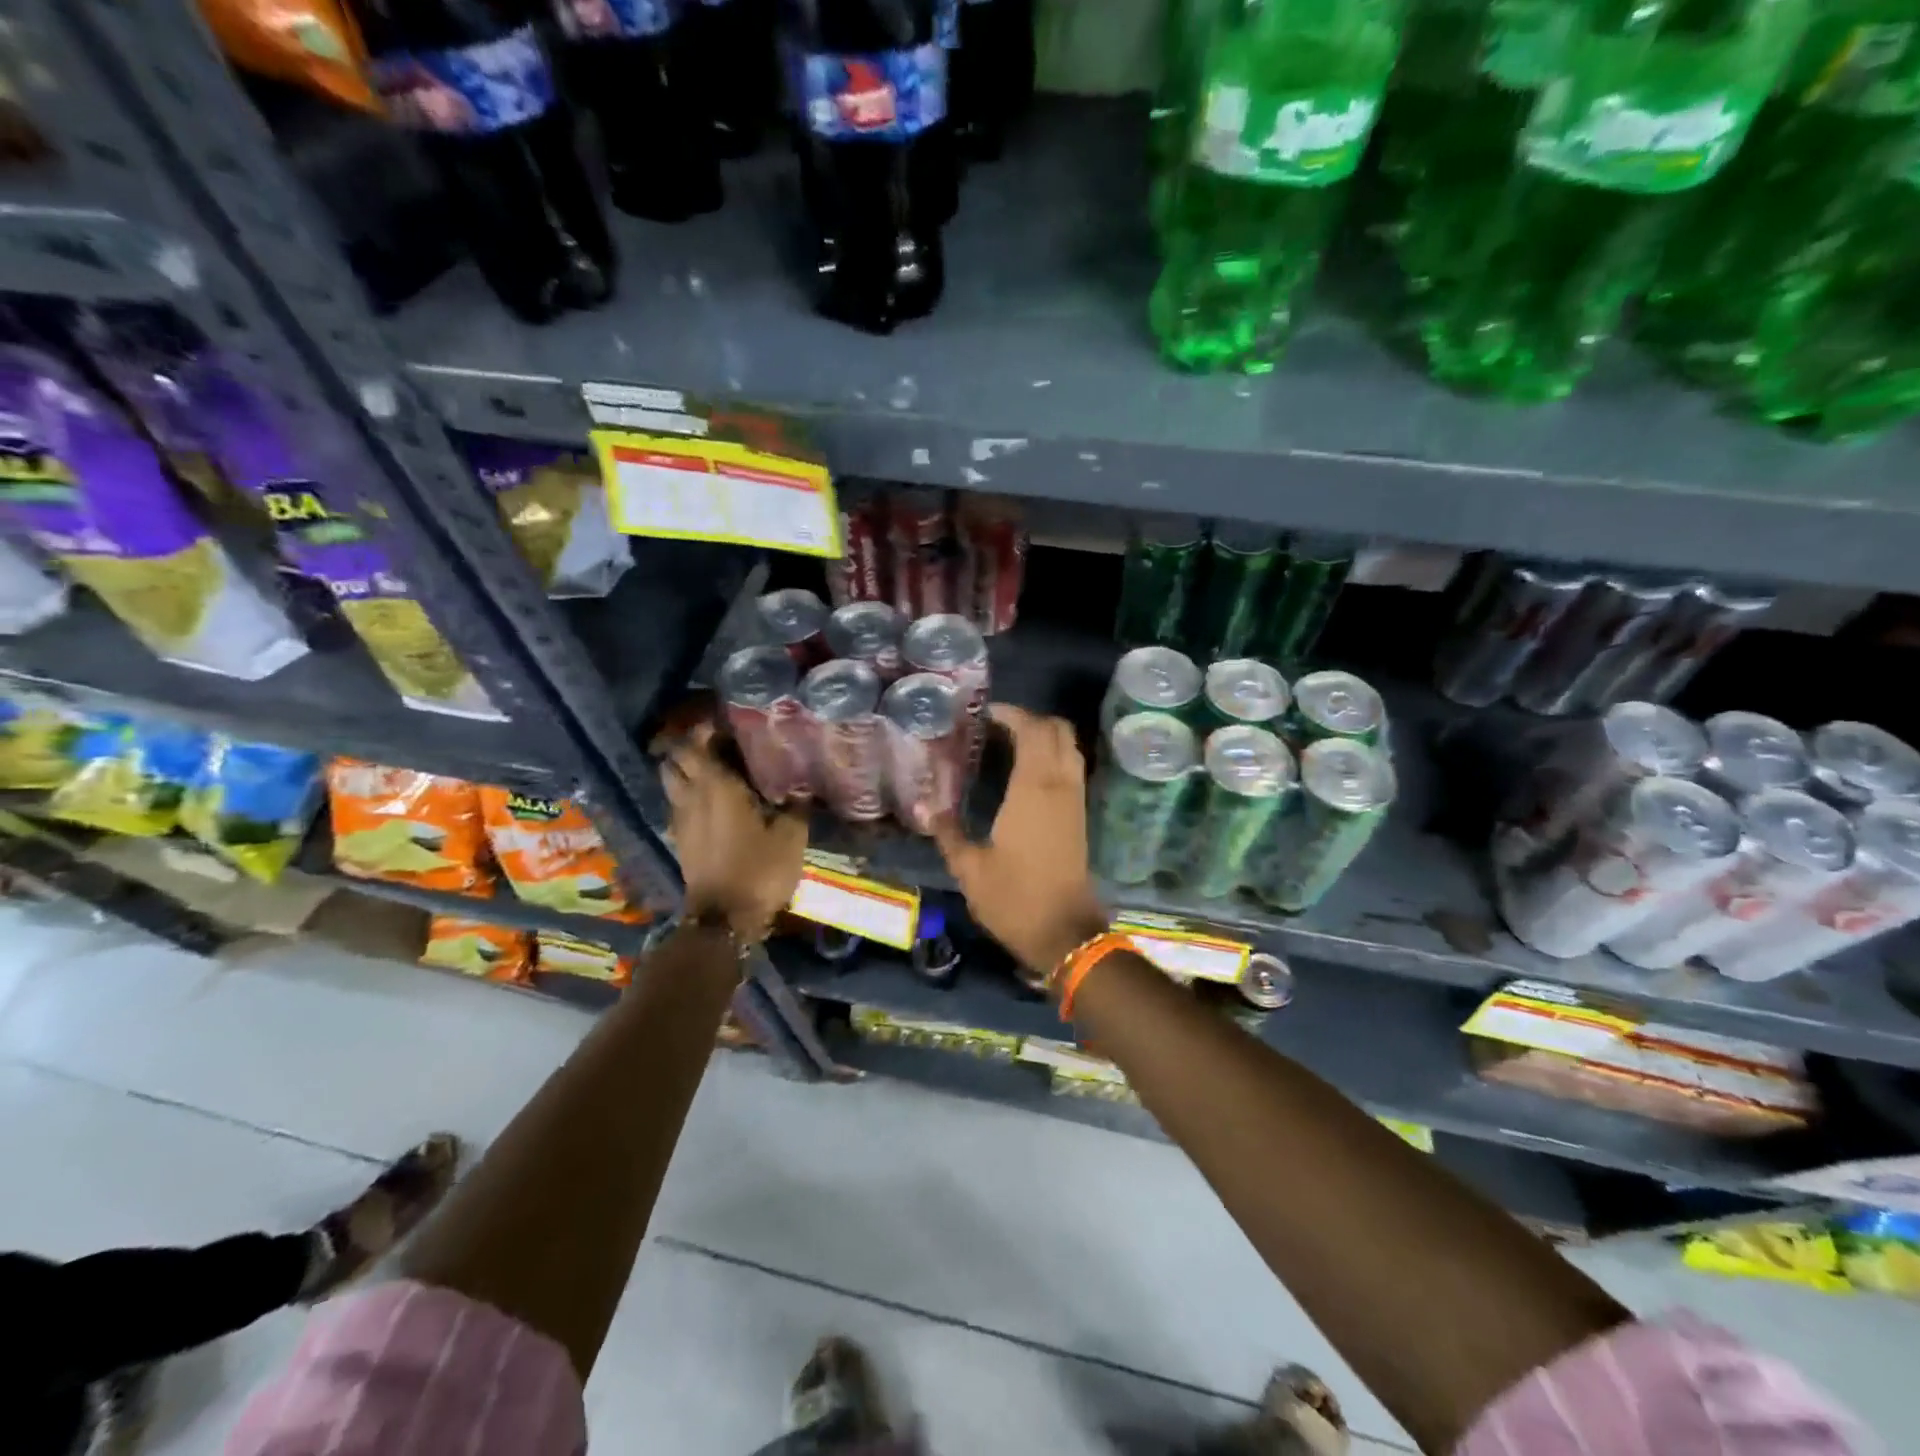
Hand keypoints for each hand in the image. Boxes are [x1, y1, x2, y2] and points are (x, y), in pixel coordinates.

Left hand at [662, 723, 807, 941]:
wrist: (724, 919)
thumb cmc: (759, 870)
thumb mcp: (791, 836)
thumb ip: (796, 805)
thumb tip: (802, 785)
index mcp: (716, 786)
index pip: (697, 743)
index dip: (707, 729)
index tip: (728, 723)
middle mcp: (691, 796)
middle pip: (675, 759)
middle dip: (690, 746)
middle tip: (719, 744)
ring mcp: (681, 819)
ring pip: (671, 782)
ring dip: (685, 770)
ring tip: (713, 770)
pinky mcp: (680, 840)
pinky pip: (677, 804)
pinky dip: (688, 795)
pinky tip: (712, 802)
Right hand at [931, 705, 1109, 977]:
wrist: (1065, 933)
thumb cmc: (1015, 898)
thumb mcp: (970, 868)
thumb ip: (947, 831)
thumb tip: (924, 806)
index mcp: (1033, 789)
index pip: (1032, 730)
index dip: (1012, 714)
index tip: (986, 714)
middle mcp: (1060, 785)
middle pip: (1058, 729)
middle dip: (1030, 719)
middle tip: (997, 726)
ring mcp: (1075, 799)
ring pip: (1070, 746)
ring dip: (1045, 735)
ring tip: (1009, 743)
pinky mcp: (1080, 815)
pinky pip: (1072, 767)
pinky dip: (1054, 755)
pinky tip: (1026, 773)